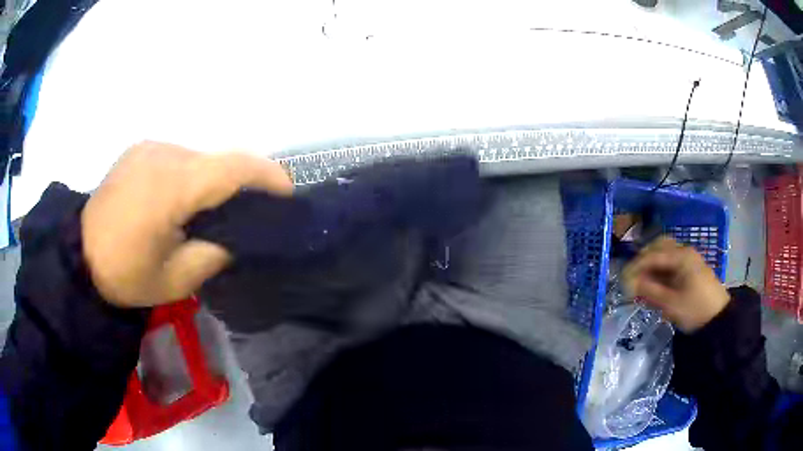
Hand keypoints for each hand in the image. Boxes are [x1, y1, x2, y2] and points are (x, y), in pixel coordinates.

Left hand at [81, 141, 292, 306]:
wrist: (79, 258)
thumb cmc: (126, 275)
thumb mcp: (177, 278)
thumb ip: (216, 252)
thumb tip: (237, 235)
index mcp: (171, 186)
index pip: (232, 167)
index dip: (267, 175)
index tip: (287, 193)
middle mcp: (163, 153)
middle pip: (216, 161)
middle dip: (238, 183)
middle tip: (246, 213)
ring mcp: (149, 147)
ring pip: (197, 157)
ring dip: (211, 180)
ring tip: (208, 211)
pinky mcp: (139, 149)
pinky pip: (177, 157)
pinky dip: (190, 174)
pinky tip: (180, 200)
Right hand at [623, 236, 729, 332]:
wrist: (719, 319)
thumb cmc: (695, 310)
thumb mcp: (670, 304)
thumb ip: (649, 291)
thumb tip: (629, 283)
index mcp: (681, 256)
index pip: (652, 255)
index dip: (635, 267)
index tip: (622, 281)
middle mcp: (684, 251)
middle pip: (658, 247)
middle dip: (642, 260)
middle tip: (631, 278)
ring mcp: (689, 258)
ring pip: (665, 253)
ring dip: (651, 264)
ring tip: (641, 281)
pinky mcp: (691, 268)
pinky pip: (671, 262)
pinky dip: (660, 270)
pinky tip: (654, 283)